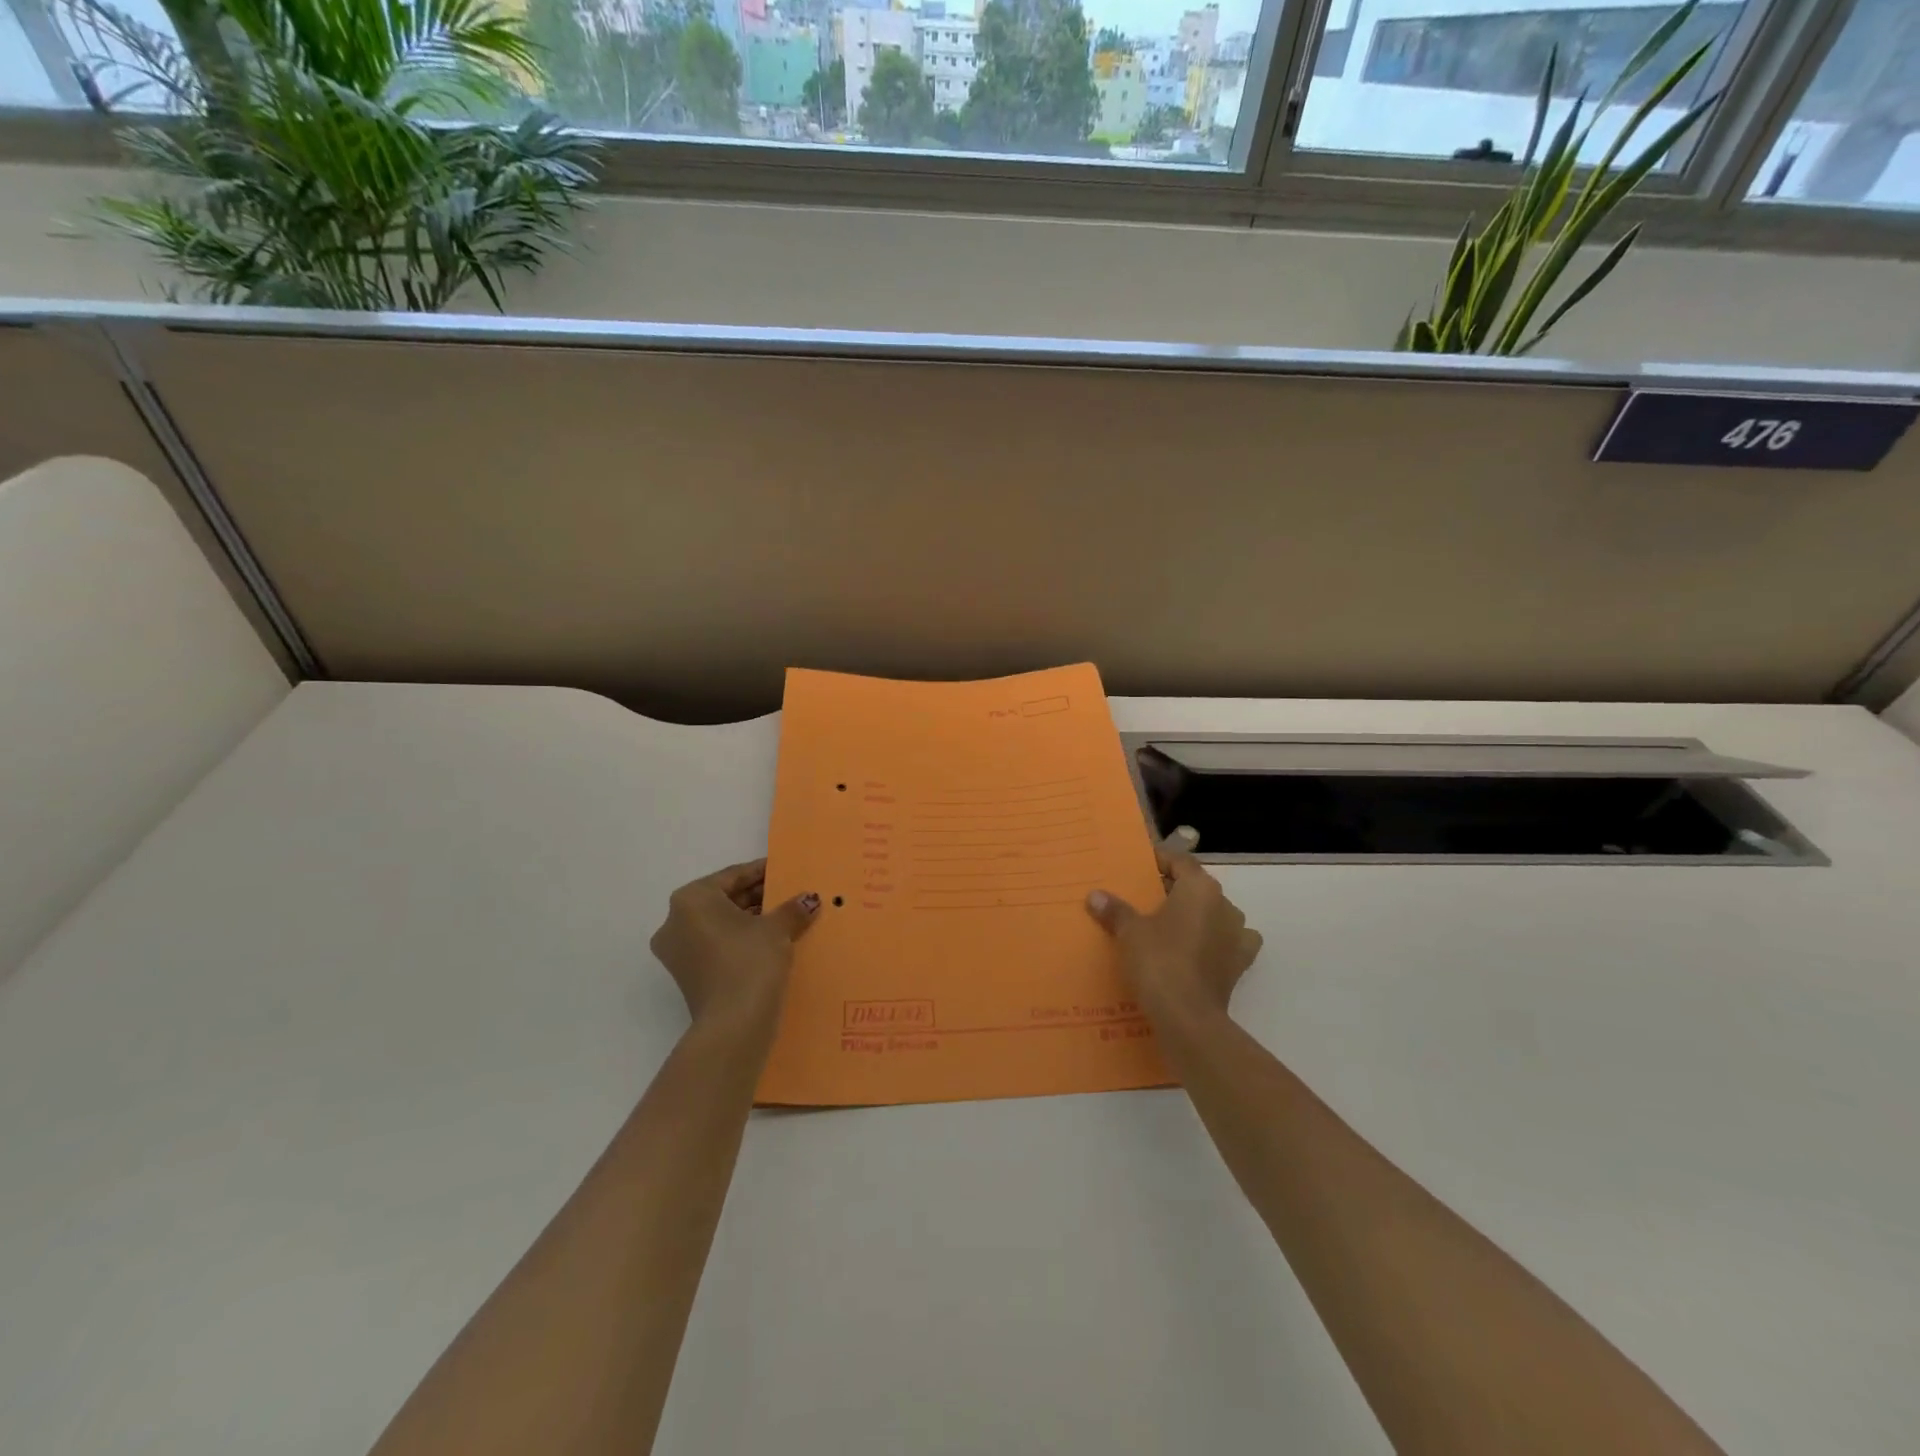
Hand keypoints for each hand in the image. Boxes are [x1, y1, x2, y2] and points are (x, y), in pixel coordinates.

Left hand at [649, 861, 819, 1024]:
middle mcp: (675, 921)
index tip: (784, 869)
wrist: (734, 1025)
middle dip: (757, 897)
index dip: (762, 871)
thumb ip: (792, 908)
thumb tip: (809, 899)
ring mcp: (678, 951)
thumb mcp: (777, 928)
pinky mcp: (688, 975)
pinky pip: (717, 945)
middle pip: (724, 899)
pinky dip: (740, 940)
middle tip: (788, 894)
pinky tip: (771, 941)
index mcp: (691, 899)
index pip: (733, 876)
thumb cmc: (750, 961)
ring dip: (750, 919)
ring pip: (720, 923)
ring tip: (785, 917)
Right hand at [1085, 829, 1261, 1020]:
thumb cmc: (1159, 961)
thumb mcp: (1129, 932)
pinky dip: (1213, 944)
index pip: (1180, 861)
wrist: (1187, 1017)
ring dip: (1196, 916)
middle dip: (1173, 890)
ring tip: (1169, 926)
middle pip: (1197, 888)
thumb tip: (1095, 896)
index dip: (1160, 860)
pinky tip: (1197, 951)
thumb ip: (1115, 910)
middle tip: (1145, 898)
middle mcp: (1225, 906)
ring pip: (1215, 914)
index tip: (1140, 865)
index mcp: (1200, 888)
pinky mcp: (1239, 965)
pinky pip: (1226, 944)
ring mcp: (1237, 936)